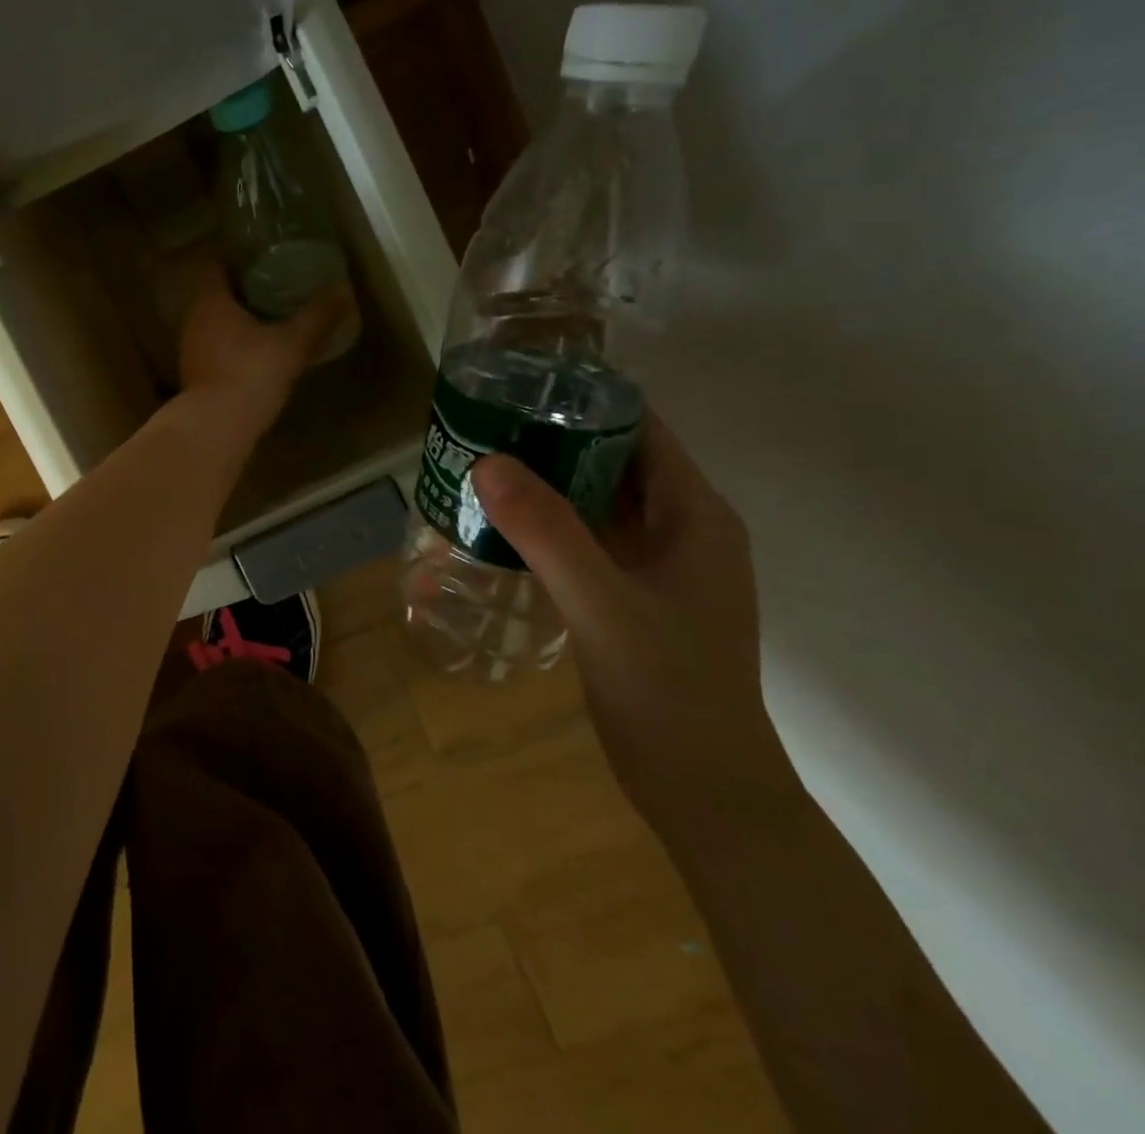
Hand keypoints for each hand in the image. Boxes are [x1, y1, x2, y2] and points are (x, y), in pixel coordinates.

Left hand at [177, 266, 349, 440]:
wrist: (217, 426)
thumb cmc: (251, 373)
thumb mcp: (292, 343)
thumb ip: (317, 317)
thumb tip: (344, 289)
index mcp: (211, 302)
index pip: (215, 267)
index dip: (235, 260)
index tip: (261, 259)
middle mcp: (193, 321)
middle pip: (214, 296)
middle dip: (240, 291)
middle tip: (273, 288)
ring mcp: (190, 351)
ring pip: (212, 325)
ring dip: (235, 321)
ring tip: (267, 320)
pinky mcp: (194, 377)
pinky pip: (213, 350)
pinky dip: (231, 346)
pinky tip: (254, 354)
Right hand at [470, 416, 795, 837]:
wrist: (702, 790)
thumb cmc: (669, 690)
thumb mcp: (603, 604)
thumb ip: (547, 532)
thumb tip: (487, 461)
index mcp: (693, 515)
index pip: (640, 430)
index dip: (584, 402)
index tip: (517, 389)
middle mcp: (678, 529)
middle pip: (611, 461)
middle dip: (550, 440)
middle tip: (480, 426)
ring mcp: (654, 565)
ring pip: (593, 502)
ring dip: (543, 483)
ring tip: (478, 465)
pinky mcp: (629, 596)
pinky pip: (583, 540)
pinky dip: (544, 526)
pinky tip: (496, 526)